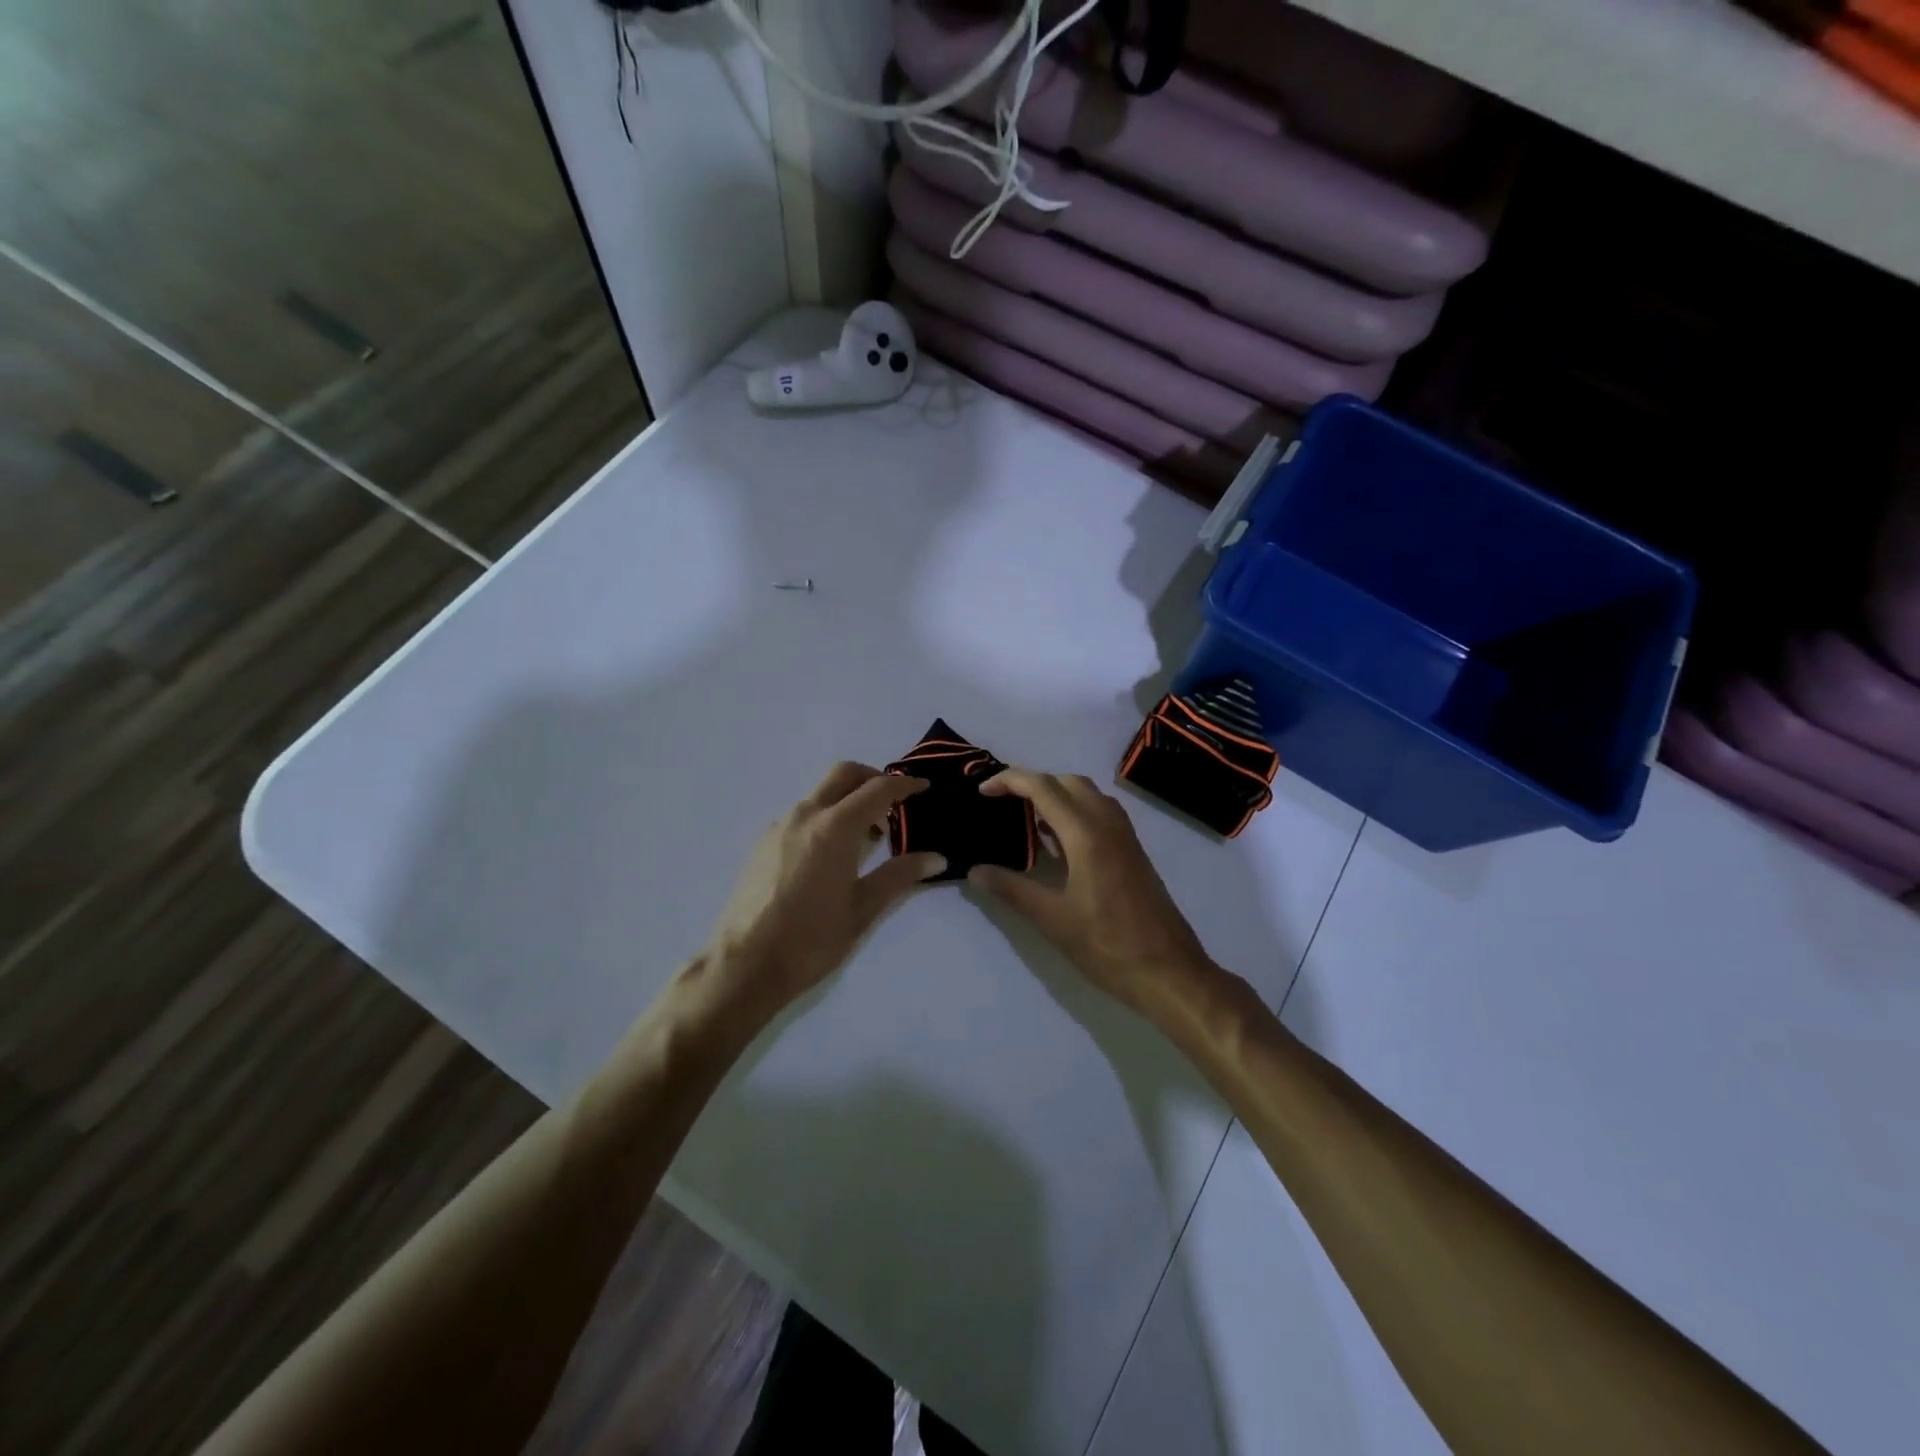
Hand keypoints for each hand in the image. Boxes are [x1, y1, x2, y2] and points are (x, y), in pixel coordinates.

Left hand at [700, 762, 945, 1023]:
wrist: (744, 964)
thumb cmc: (811, 939)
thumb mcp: (864, 909)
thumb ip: (900, 875)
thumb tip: (936, 858)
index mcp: (835, 827)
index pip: (878, 789)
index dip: (904, 785)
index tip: (923, 788)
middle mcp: (806, 815)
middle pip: (843, 774)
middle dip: (872, 778)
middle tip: (893, 803)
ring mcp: (779, 826)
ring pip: (820, 794)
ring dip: (847, 800)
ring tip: (866, 837)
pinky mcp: (762, 842)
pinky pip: (801, 815)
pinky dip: (825, 817)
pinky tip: (831, 854)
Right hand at [968, 769, 1214, 1019]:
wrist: (1170, 972)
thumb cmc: (1108, 946)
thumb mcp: (1052, 920)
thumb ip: (1011, 889)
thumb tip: (975, 870)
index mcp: (1086, 834)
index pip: (1042, 787)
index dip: (1009, 781)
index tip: (982, 792)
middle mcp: (1108, 824)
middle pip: (1066, 781)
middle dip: (1032, 783)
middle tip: (1002, 803)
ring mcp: (1125, 836)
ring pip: (1087, 794)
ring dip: (1056, 794)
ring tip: (1026, 819)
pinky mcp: (1133, 851)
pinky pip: (1100, 812)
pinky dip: (1075, 810)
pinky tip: (1058, 841)